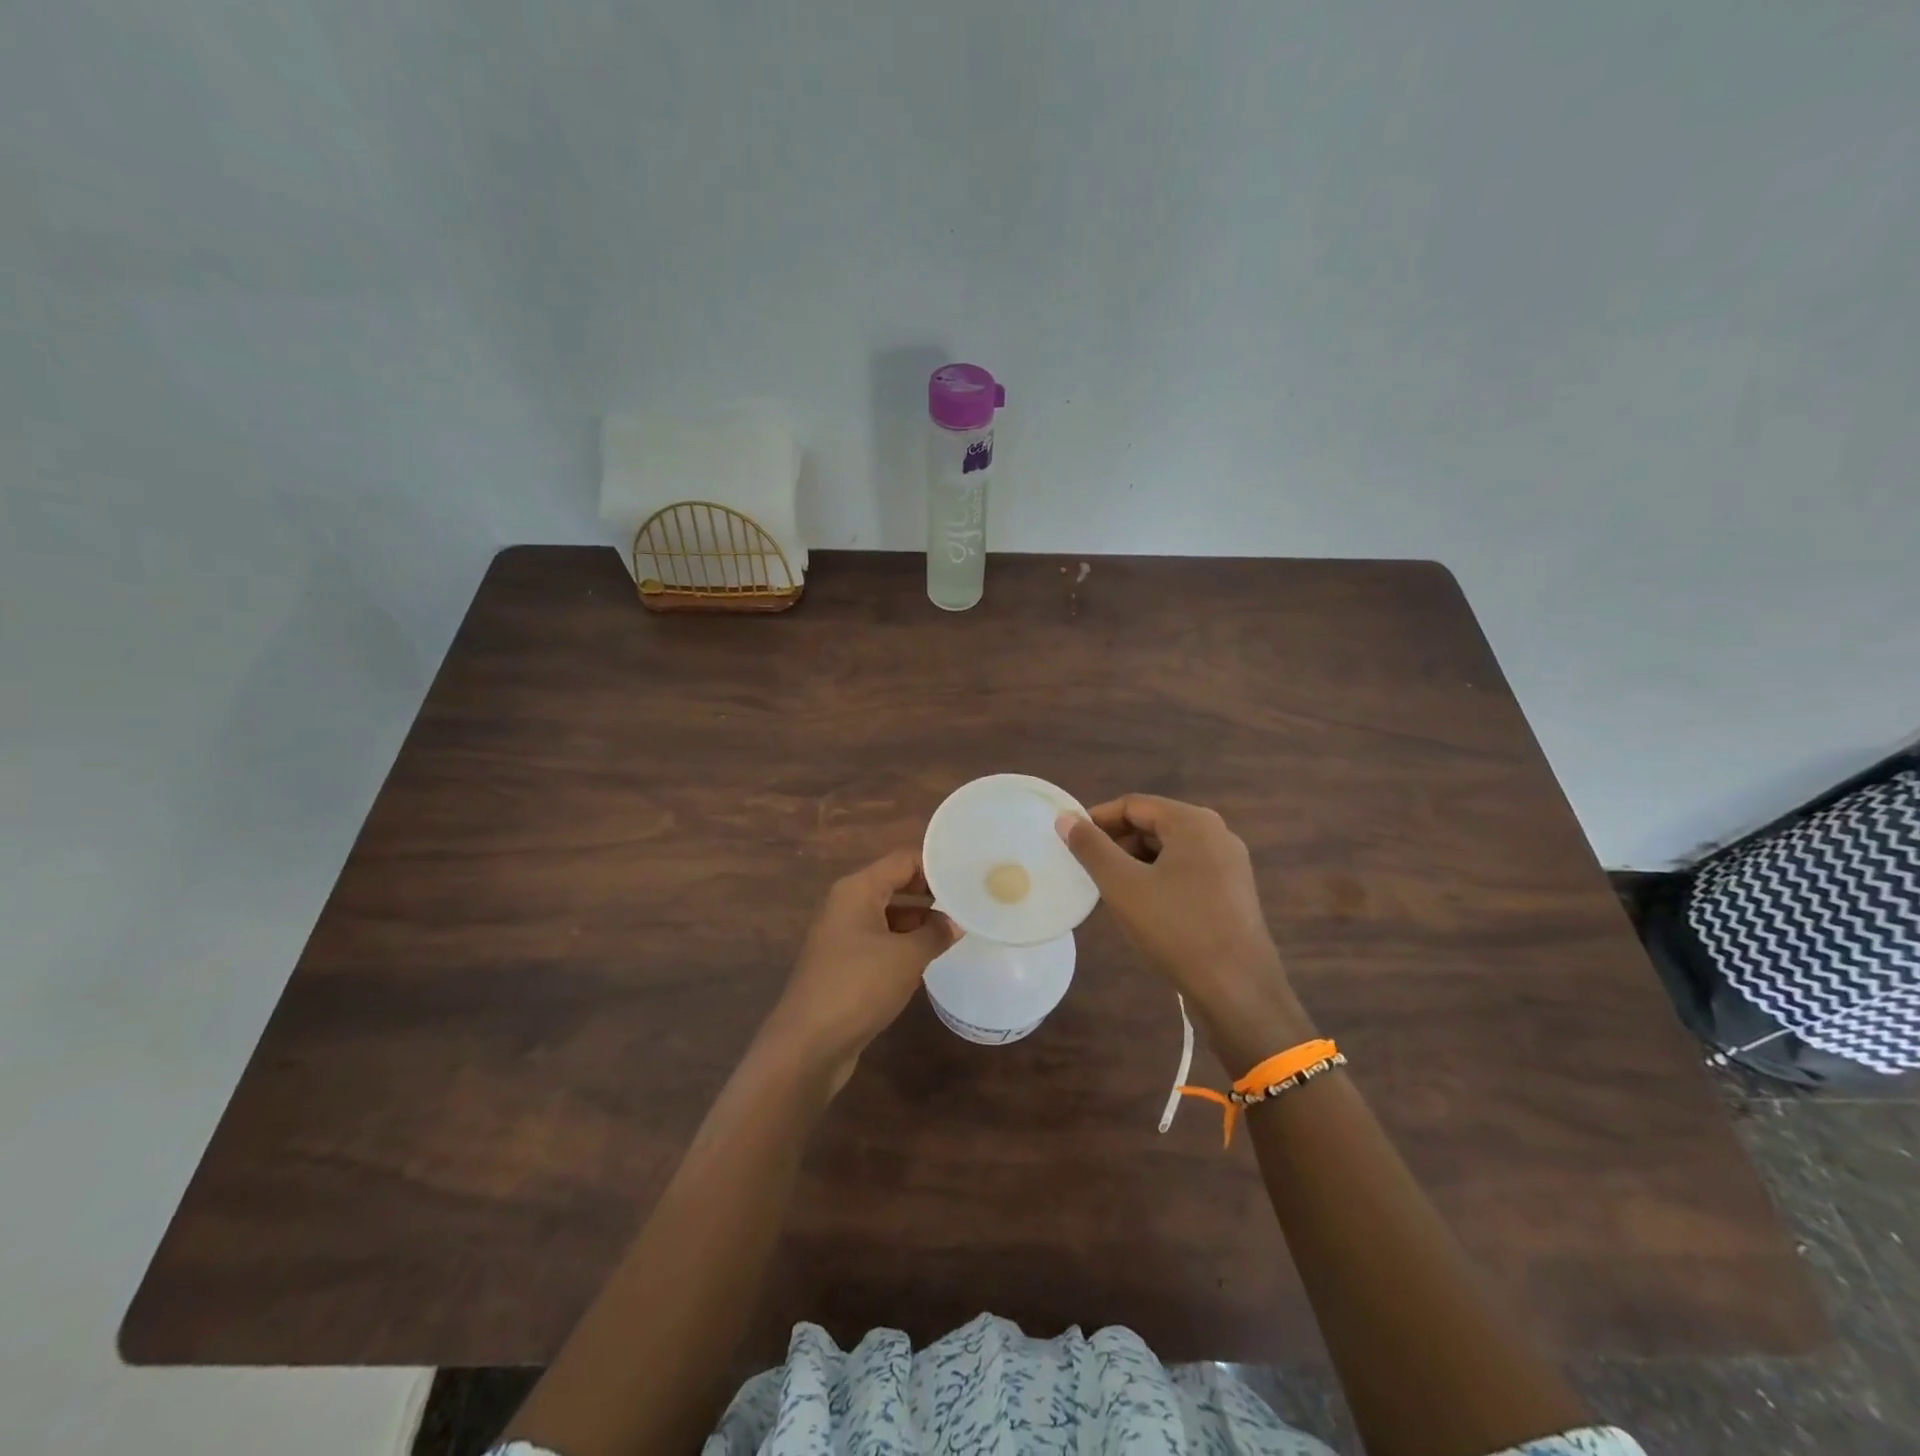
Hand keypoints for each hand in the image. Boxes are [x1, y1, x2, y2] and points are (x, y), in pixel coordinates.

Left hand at [759, 849, 955, 1091]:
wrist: (809, 1044)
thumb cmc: (858, 986)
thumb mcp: (907, 957)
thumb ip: (935, 933)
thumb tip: (955, 922)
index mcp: (857, 889)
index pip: (903, 860)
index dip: (936, 865)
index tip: (968, 874)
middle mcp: (847, 904)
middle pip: (895, 884)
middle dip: (930, 892)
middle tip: (969, 900)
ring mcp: (843, 934)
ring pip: (889, 914)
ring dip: (919, 919)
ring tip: (958, 927)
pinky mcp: (844, 963)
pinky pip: (881, 939)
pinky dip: (904, 942)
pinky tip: (930, 954)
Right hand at [1058, 795, 1313, 1073]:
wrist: (1238, 990)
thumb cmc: (1177, 929)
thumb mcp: (1123, 886)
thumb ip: (1091, 848)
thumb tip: (1065, 819)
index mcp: (1193, 822)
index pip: (1134, 805)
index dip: (1097, 819)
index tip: (1070, 841)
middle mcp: (1217, 833)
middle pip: (1154, 824)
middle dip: (1117, 842)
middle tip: (1087, 867)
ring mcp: (1230, 863)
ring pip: (1170, 849)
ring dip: (1136, 862)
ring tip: (1110, 888)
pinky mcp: (1233, 891)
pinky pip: (1187, 870)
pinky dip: (1159, 878)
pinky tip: (1143, 906)